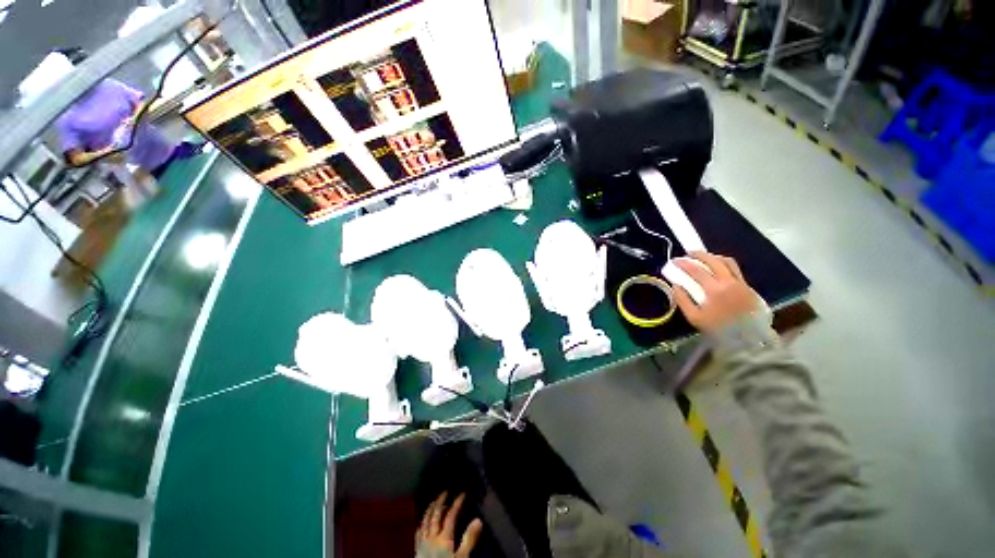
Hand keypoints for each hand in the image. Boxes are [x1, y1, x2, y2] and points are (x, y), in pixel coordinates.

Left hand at [416, 492, 482, 557]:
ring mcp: (422, 543)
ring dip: (430, 510)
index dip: (457, 503)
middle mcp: (432, 536)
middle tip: (446, 491)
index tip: (463, 494)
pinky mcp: (417, 550)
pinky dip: (421, 523)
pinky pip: (418, 533)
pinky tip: (422, 522)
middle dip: (441, 501)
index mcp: (444, 537)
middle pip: (436, 515)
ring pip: (425, 521)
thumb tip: (478, 520)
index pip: (451, 515)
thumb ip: (469, 540)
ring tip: (433, 502)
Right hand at [672, 252, 759, 333]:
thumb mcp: (694, 318)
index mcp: (714, 289)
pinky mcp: (748, 287)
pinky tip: (718, 269)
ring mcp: (740, 283)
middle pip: (713, 261)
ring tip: (704, 258)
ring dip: (714, 257)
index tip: (674, 261)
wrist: (748, 339)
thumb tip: (675, 286)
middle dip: (699, 254)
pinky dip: (724, 265)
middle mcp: (729, 282)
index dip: (683, 263)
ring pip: (727, 262)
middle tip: (688, 254)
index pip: (696, 270)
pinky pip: (735, 270)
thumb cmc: (718, 329)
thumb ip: (683, 300)